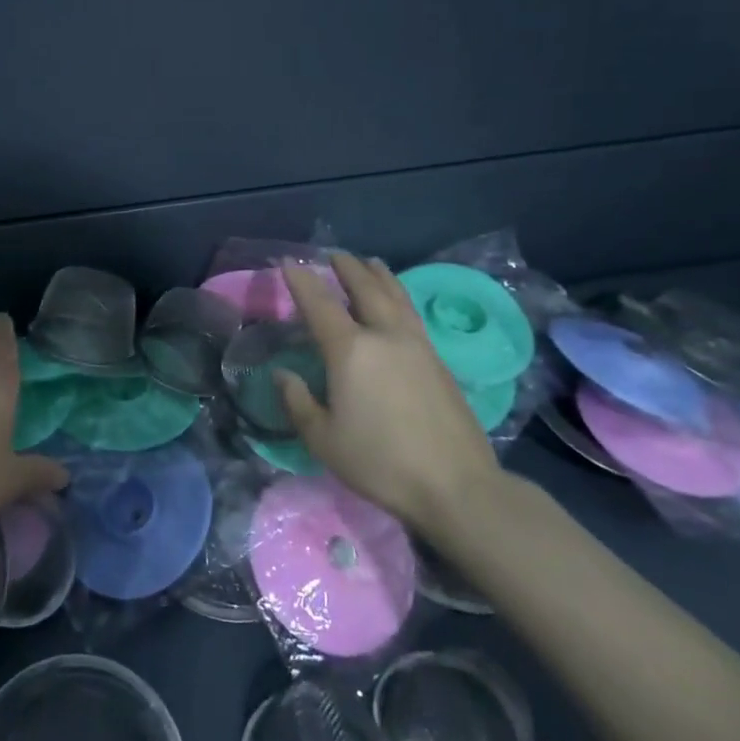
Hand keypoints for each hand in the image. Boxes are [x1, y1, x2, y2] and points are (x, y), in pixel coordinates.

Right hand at [276, 253, 501, 538]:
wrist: (456, 485)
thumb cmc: (380, 462)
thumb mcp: (323, 439)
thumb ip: (298, 402)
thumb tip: (283, 374)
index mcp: (350, 351)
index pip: (319, 303)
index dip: (300, 281)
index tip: (287, 262)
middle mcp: (384, 336)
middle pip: (365, 288)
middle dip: (346, 268)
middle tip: (333, 255)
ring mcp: (417, 345)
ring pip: (396, 296)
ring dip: (379, 276)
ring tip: (370, 263)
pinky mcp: (439, 361)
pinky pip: (412, 313)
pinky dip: (398, 296)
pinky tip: (397, 303)